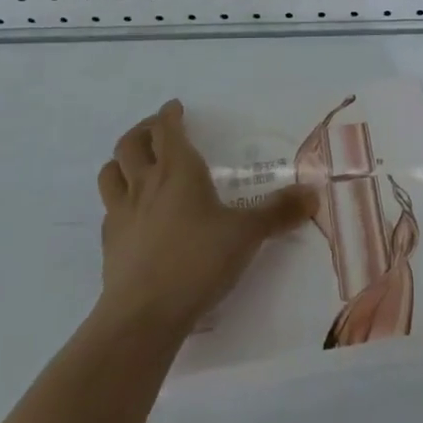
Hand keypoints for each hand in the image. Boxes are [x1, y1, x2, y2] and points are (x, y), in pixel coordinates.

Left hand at [94, 100, 315, 335]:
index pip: (167, 129)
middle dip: (144, 130)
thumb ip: (278, 212)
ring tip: (137, 163)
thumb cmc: (197, 261)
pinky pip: (109, 209)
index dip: (169, 114)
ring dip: (122, 160)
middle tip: (157, 130)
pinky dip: (119, 200)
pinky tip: (133, 213)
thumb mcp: (246, 234)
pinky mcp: (109, 243)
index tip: (175, 107)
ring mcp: (121, 213)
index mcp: (178, 171)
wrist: (144, 315)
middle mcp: (145, 183)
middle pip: (131, 143)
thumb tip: (312, 193)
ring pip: (111, 172)